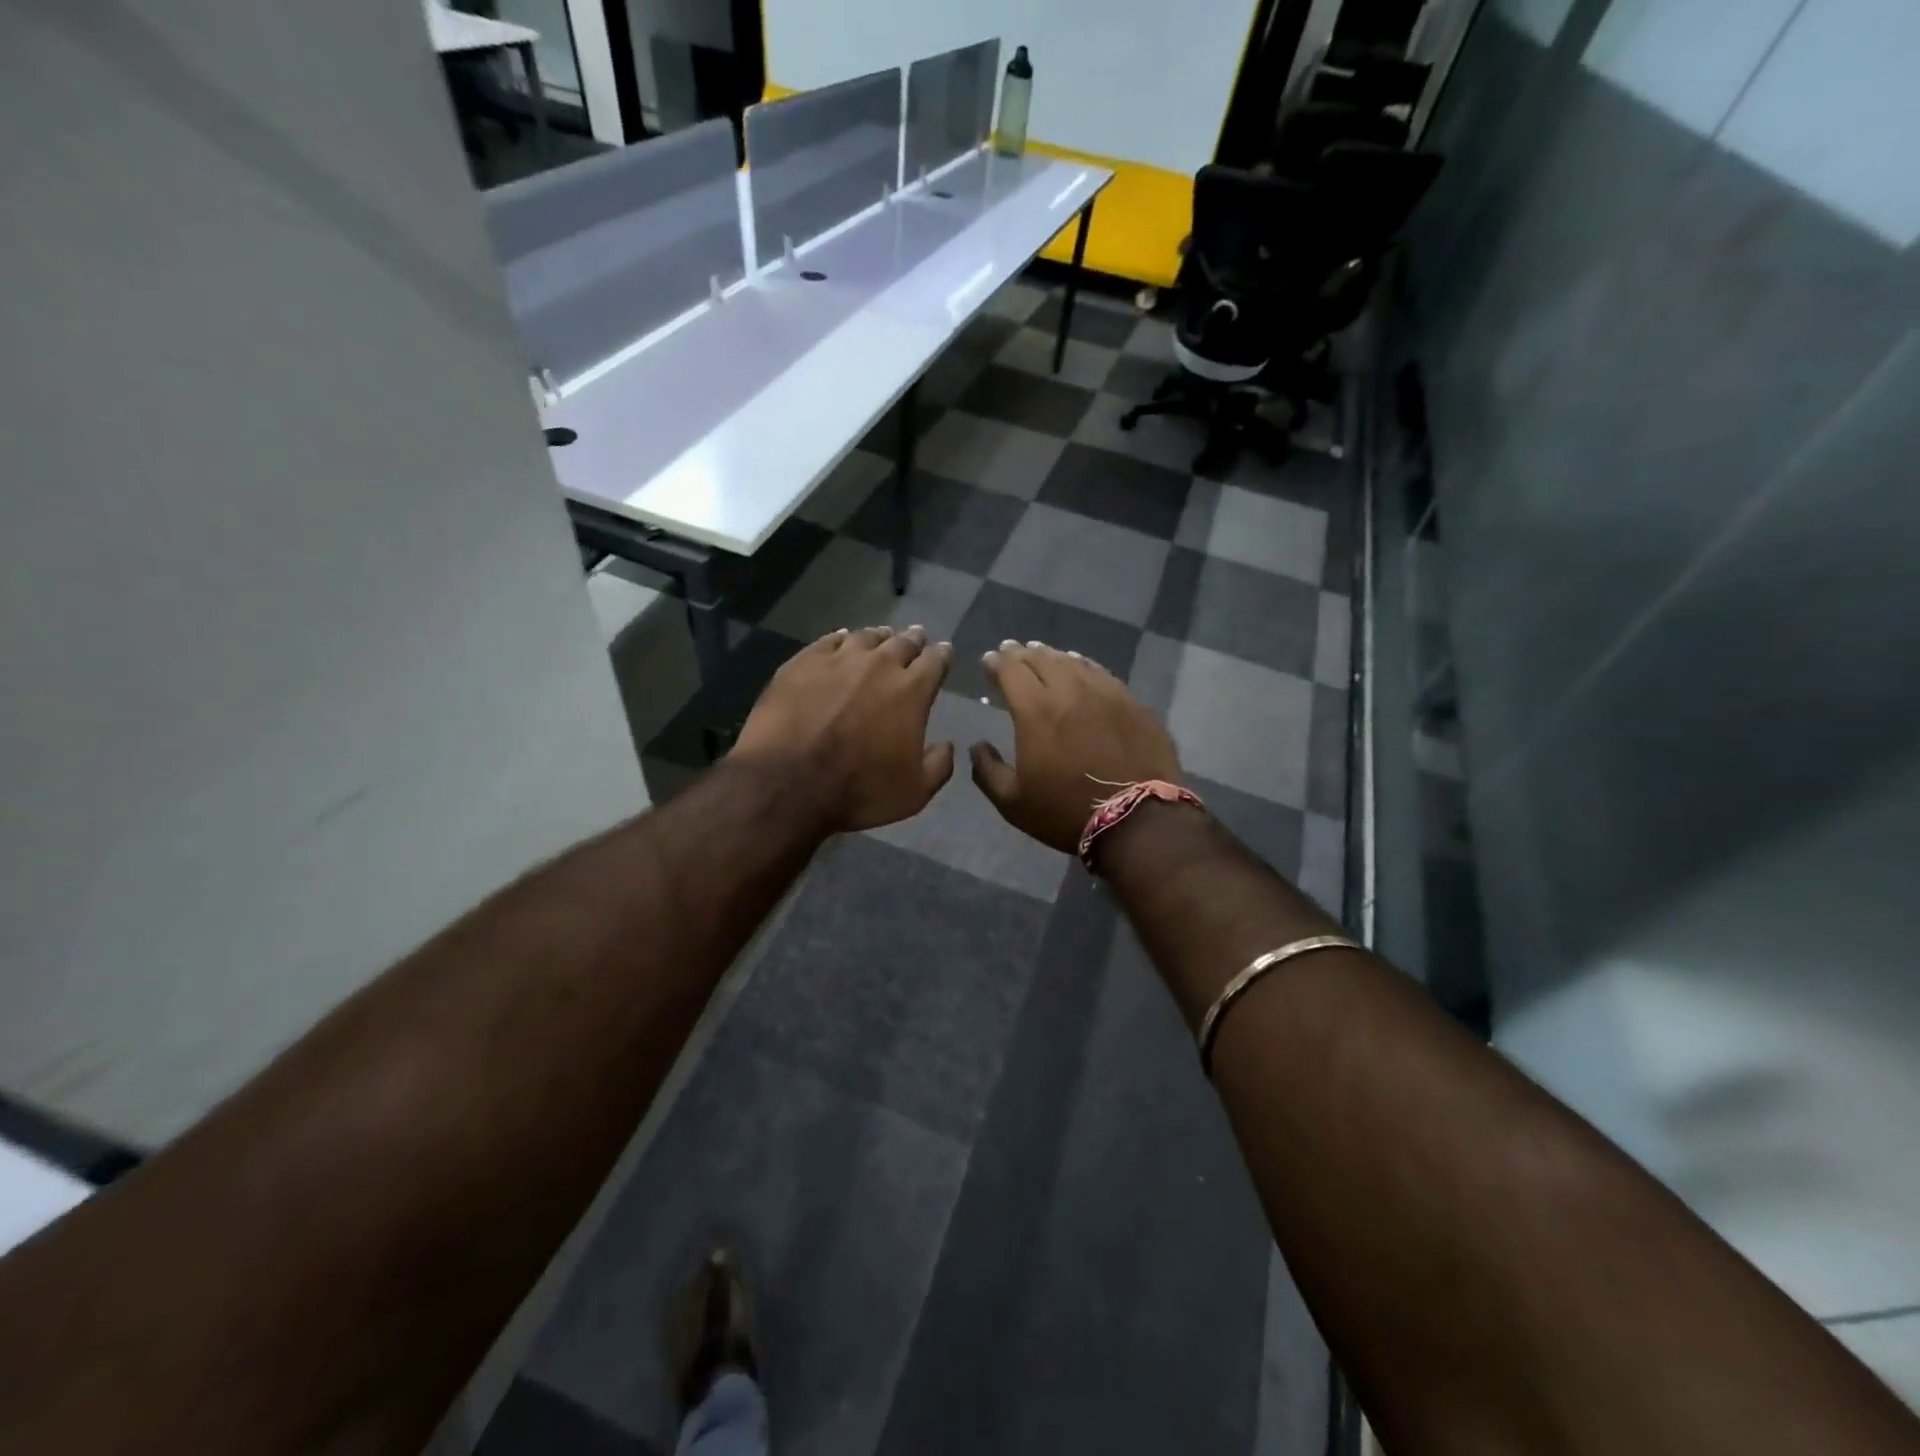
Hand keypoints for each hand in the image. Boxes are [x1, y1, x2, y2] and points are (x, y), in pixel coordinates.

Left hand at [733, 625, 953, 832]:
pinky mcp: (803, 662)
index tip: (944, 652)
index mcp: (911, 691)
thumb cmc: (858, 790)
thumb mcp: (914, 792)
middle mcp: (879, 665)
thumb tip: (948, 745)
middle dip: (913, 640)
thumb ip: (938, 765)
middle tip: (917, 637)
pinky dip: (841, 638)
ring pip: (866, 637)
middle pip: (902, 642)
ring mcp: (838, 659)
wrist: (788, 782)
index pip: (935, 661)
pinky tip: (841, 639)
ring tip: (882, 637)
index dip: (942, 655)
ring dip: (879, 637)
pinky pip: (828, 640)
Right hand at [970, 640, 1180, 853]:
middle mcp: (1070, 691)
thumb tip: (977, 746)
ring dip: (1053, 656)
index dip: (996, 662)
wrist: (1138, 820)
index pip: (1011, 670)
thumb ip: (987, 771)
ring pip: (1074, 662)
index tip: (989, 660)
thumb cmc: (1066, 812)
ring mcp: (1106, 693)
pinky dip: (1084, 666)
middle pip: (1042, 659)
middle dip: (1022, 653)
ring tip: (1043, 654)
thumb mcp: (1013, 803)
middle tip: (1012, 651)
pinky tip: (1082, 667)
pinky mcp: (1133, 703)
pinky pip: (1102, 674)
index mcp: (1035, 711)